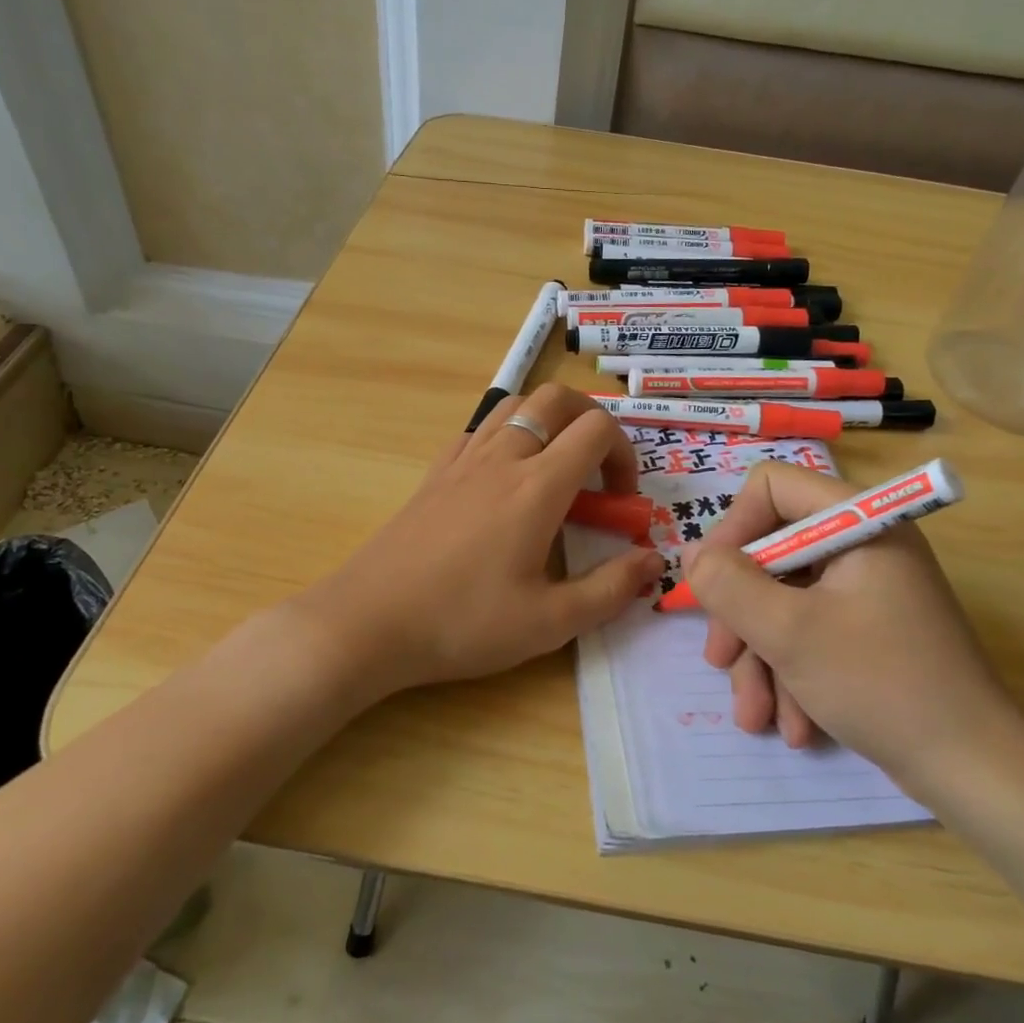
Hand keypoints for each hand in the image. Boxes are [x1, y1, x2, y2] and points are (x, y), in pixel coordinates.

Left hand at [286, 384, 664, 698]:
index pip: (596, 429)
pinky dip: (507, 435)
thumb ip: (611, 590)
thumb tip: (655, 561)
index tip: (621, 500)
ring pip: (515, 405)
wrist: (368, 623)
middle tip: (596, 470)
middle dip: (591, 421)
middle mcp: (502, 458)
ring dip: (547, 422)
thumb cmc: (463, 624)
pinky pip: (479, 429)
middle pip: (556, 398)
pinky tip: (504, 479)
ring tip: (554, 469)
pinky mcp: (435, 474)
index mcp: (537, 487)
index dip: (623, 453)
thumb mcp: (549, 623)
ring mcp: (462, 460)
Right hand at [680, 461, 1023, 801]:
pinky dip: (792, 673)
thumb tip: (693, 553)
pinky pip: (810, 631)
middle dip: (741, 615)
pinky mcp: (870, 630)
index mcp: (859, 521)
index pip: (772, 487)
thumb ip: (729, 585)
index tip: (714, 583)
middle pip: (772, 553)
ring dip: (762, 658)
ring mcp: (868, 589)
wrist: (973, 771)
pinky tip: (791, 724)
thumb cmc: (881, 685)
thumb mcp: (788, 632)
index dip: (734, 529)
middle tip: (721, 660)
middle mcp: (864, 544)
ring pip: (785, 601)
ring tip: (755, 716)